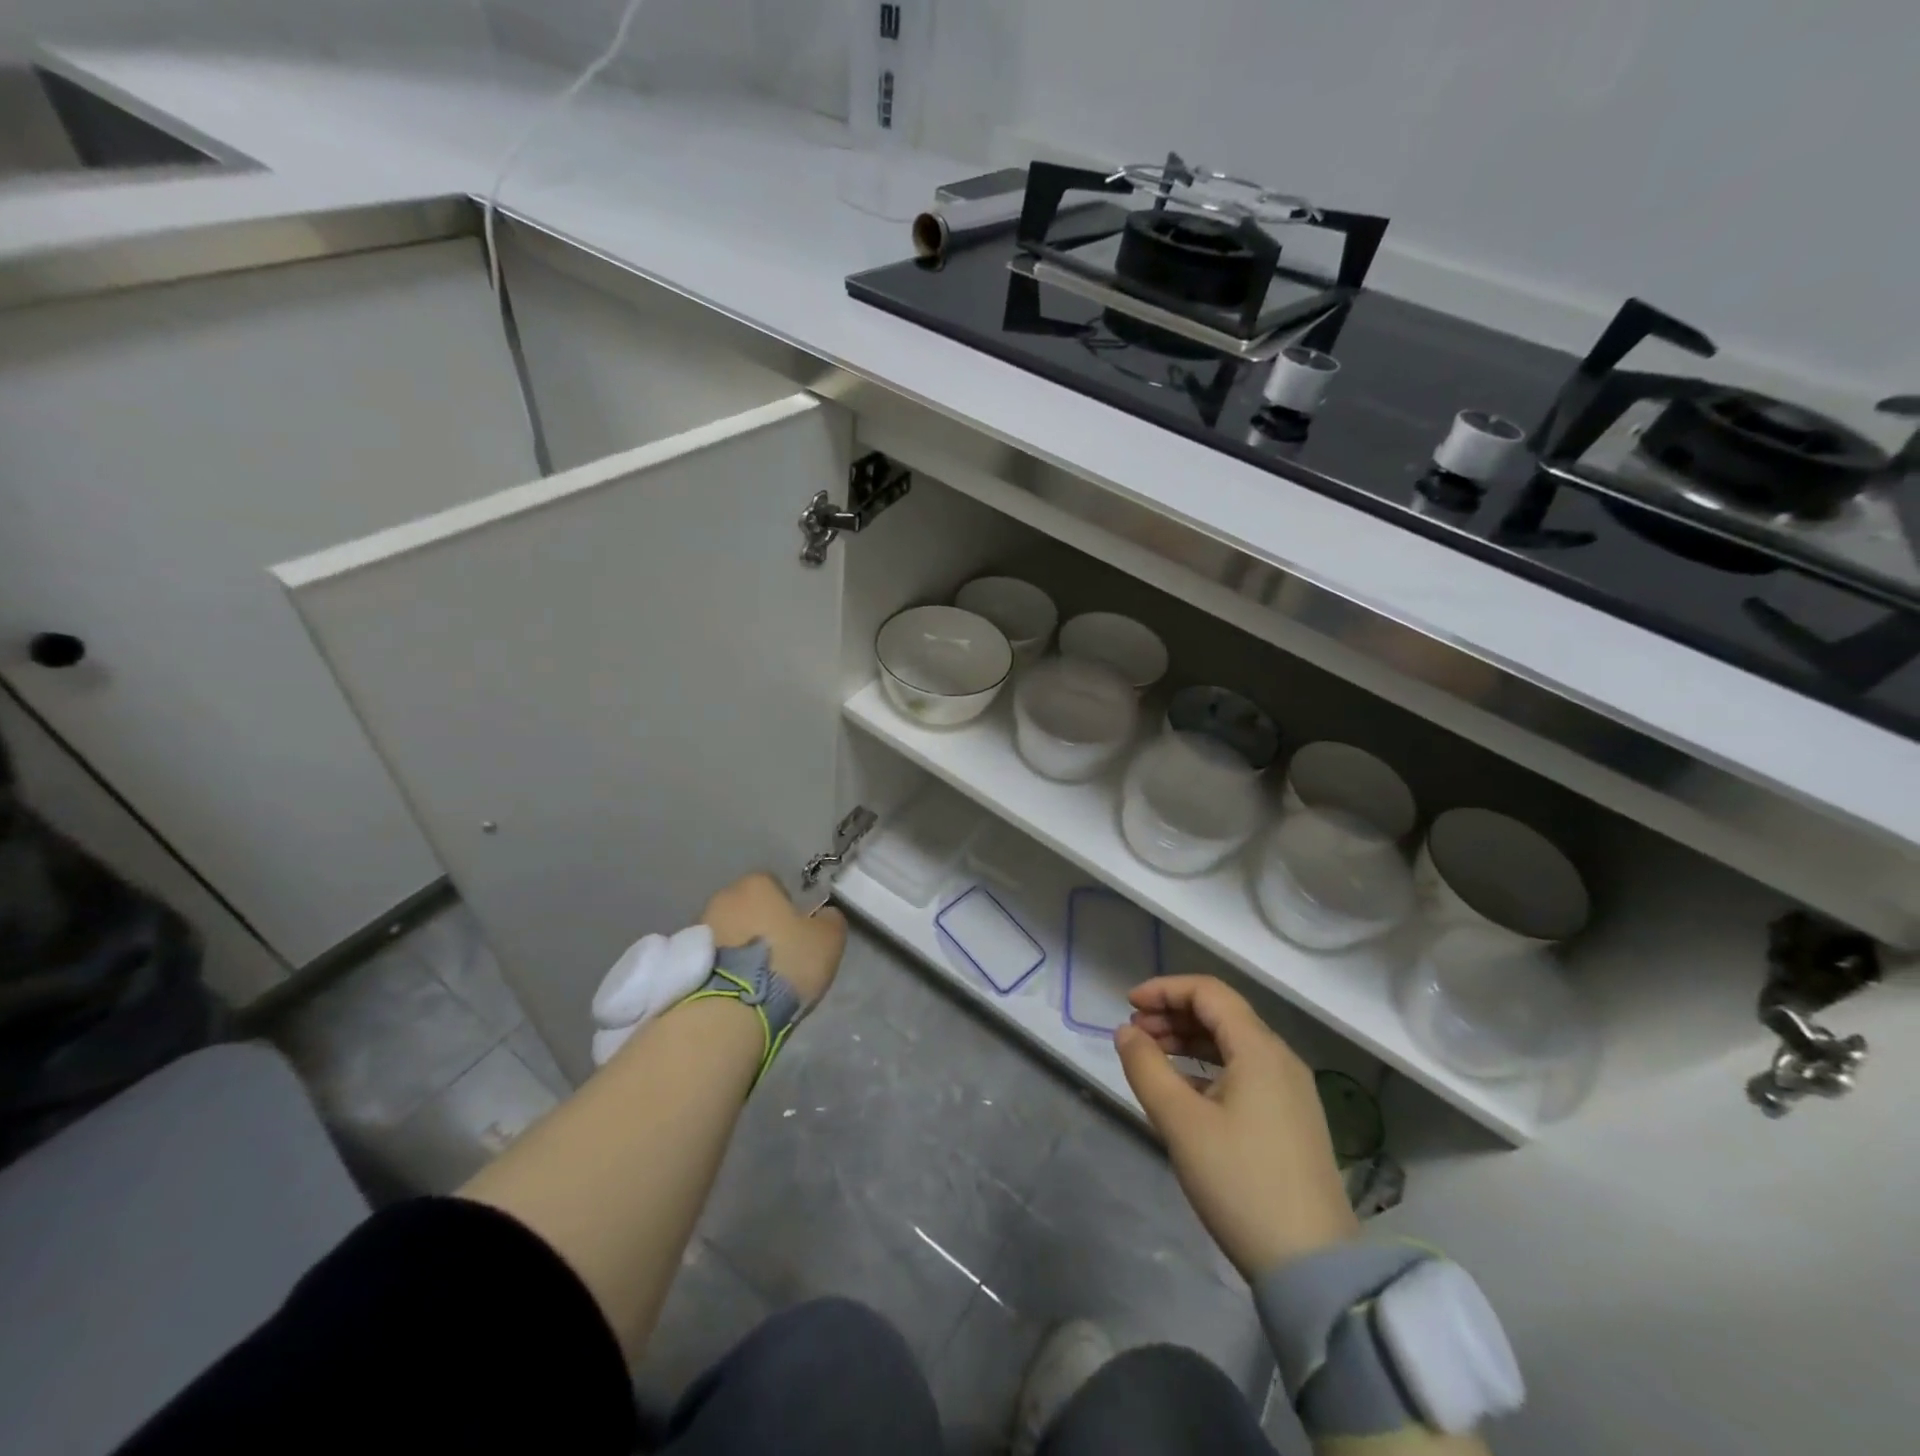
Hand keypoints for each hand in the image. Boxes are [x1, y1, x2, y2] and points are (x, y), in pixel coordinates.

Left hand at [700, 873, 846, 1006]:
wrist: (731, 1010)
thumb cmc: (785, 963)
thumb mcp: (828, 940)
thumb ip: (830, 920)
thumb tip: (825, 915)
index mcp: (757, 884)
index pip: (774, 884)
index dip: (787, 907)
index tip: (796, 933)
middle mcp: (723, 897)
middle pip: (747, 907)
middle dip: (758, 925)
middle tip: (776, 956)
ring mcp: (698, 927)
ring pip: (726, 932)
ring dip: (737, 947)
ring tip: (753, 979)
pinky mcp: (682, 960)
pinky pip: (710, 957)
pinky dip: (721, 967)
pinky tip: (734, 990)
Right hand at [1116, 976, 1358, 1279]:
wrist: (1313, 1267)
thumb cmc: (1240, 1183)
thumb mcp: (1181, 1123)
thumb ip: (1146, 1068)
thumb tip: (1125, 1032)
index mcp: (1259, 1049)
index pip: (1208, 992)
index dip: (1164, 989)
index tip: (1128, 1005)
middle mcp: (1280, 1059)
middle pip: (1221, 1014)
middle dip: (1172, 1014)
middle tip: (1133, 1034)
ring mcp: (1291, 1090)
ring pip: (1232, 1044)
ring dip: (1188, 1041)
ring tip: (1151, 1057)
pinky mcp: (1292, 1119)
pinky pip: (1244, 1072)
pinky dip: (1208, 1067)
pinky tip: (1183, 1090)